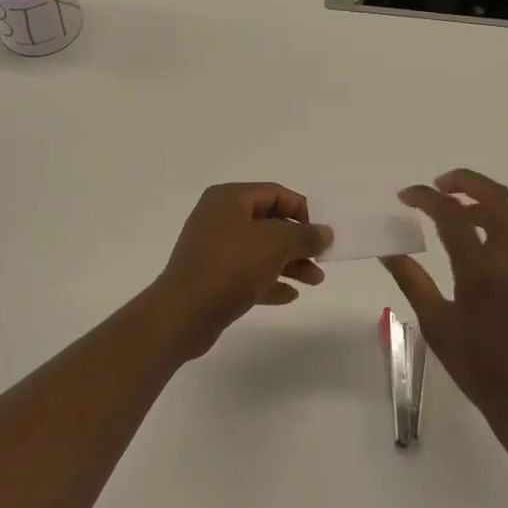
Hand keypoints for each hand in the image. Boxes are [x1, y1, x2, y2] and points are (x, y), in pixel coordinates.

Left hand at [150, 183, 331, 357]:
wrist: (183, 314)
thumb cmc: (230, 266)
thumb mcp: (275, 244)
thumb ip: (304, 235)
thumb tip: (324, 232)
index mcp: (229, 198)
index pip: (274, 193)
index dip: (302, 210)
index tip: (321, 233)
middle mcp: (219, 217)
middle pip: (268, 223)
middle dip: (298, 242)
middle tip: (322, 260)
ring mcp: (213, 248)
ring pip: (260, 250)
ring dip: (289, 263)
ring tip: (315, 281)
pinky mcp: (211, 277)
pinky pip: (247, 273)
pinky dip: (269, 280)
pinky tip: (290, 295)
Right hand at [382, 169, 507, 431]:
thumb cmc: (480, 369)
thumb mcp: (437, 326)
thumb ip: (412, 281)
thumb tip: (387, 249)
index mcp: (481, 270)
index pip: (452, 214)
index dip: (425, 197)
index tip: (404, 196)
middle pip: (493, 196)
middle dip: (463, 180)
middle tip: (437, 185)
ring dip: (482, 196)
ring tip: (454, 206)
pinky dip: (499, 216)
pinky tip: (480, 234)